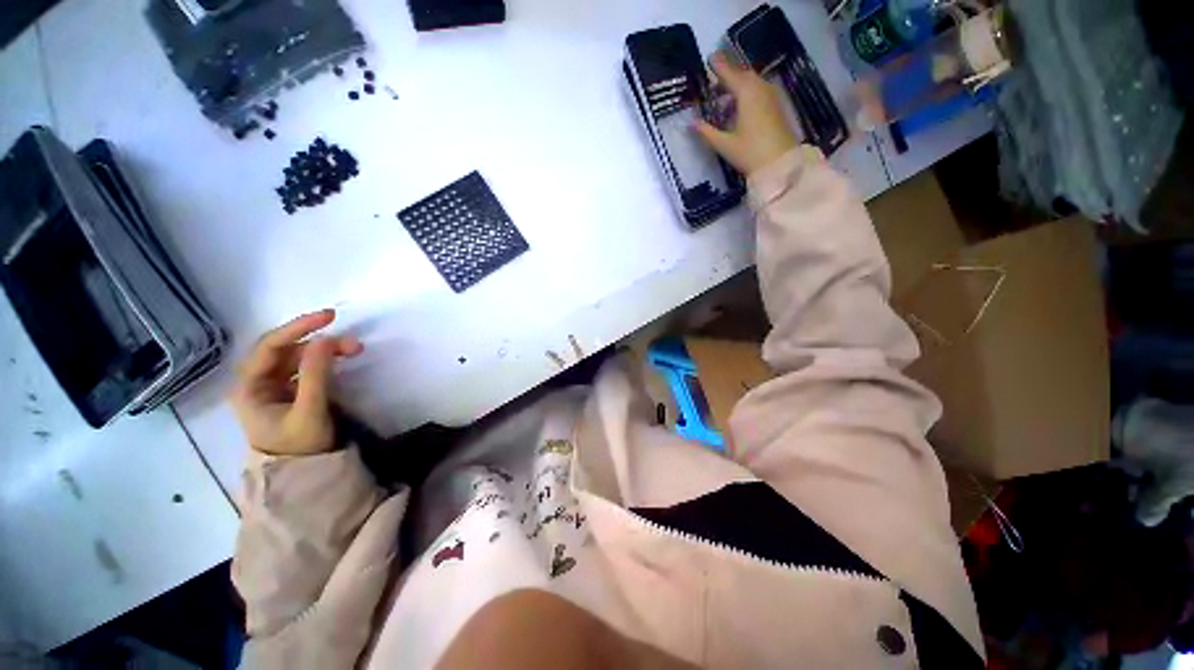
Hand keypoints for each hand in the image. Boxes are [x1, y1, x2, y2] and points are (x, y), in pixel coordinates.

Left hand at [231, 309, 363, 456]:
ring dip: (326, 351)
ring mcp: (274, 386)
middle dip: (319, 342)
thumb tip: (326, 339)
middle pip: (286, 350)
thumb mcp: (309, 411)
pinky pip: (306, 367)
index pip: (270, 346)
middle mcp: (257, 382)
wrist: (303, 473)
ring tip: (355, 350)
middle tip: (353, 343)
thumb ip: (315, 375)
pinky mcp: (290, 391)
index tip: (329, 317)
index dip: (298, 328)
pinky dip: (325, 360)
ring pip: (298, 357)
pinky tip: (340, 359)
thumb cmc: (299, 446)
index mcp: (249, 387)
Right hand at [695, 54, 799, 175]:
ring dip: (738, 84)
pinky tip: (739, 105)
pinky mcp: (776, 106)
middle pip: (742, 75)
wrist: (780, 163)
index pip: (729, 73)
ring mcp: (770, 96)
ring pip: (752, 82)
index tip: (709, 58)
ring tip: (724, 94)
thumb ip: (707, 131)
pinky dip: (747, 92)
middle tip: (714, 78)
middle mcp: (759, 88)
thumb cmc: (750, 153)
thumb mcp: (724, 144)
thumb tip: (691, 122)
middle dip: (728, 74)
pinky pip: (758, 91)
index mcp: (746, 93)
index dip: (718, 66)